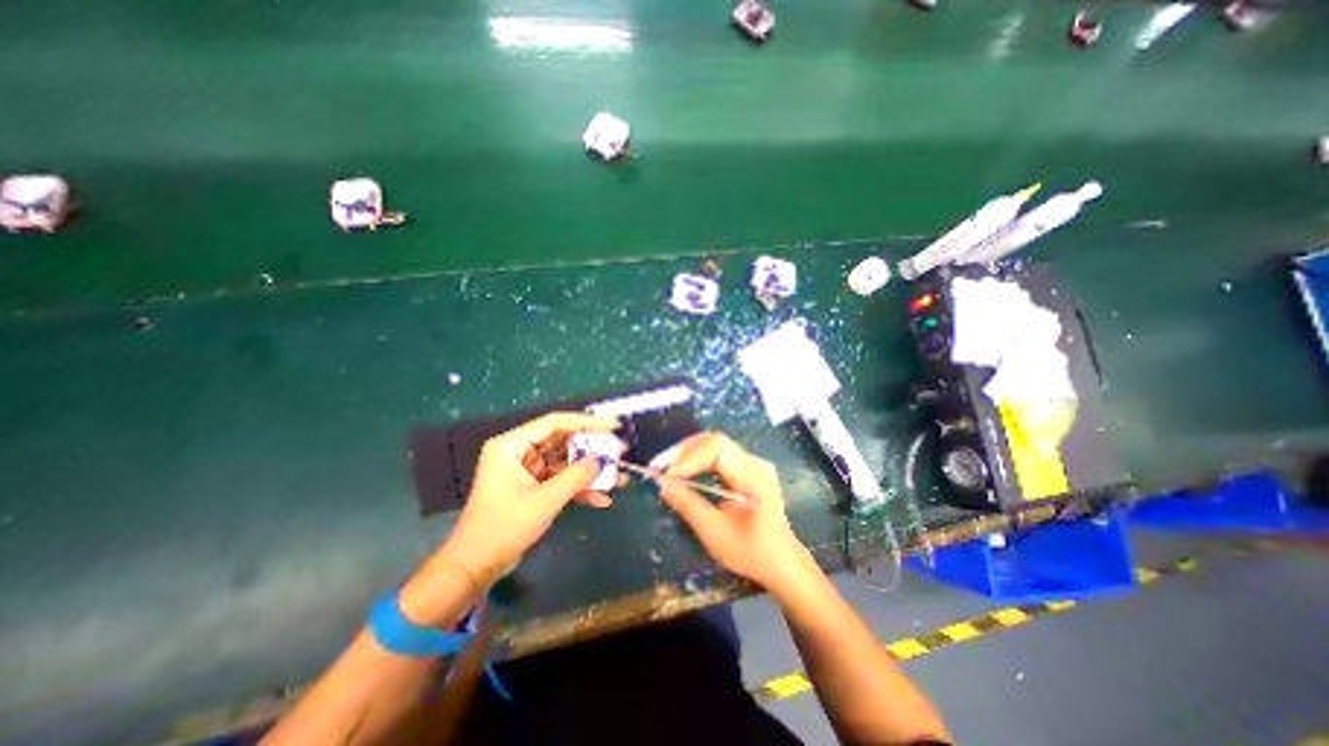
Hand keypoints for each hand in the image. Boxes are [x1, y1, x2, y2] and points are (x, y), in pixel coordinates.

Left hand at [440, 411, 617, 585]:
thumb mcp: (544, 501)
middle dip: (592, 449)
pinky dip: (579, 488)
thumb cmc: (503, 528)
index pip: (555, 422)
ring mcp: (527, 469)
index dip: (586, 422)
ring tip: (617, 477)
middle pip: (563, 441)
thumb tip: (601, 461)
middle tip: (619, 452)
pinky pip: (561, 479)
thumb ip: (575, 477)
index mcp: (512, 445)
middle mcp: (519, 451)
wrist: (475, 567)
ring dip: (589, 471)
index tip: (613, 426)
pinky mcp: (533, 486)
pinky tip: (601, 498)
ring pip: (565, 461)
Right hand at [657, 434, 808, 591]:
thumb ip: (688, 505)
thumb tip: (663, 484)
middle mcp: (755, 462)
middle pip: (714, 442)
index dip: (688, 458)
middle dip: (683, 452)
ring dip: (688, 454)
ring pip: (715, 445)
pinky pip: (719, 455)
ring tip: (666, 467)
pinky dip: (698, 461)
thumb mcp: (715, 532)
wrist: (783, 564)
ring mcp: (753, 464)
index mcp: (753, 476)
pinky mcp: (748, 470)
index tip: (666, 477)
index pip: (716, 449)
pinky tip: (684, 472)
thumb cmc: (751, 552)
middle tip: (658, 466)